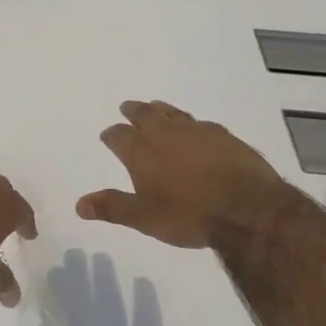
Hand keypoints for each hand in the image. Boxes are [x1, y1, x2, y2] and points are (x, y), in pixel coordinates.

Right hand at [78, 100, 291, 248]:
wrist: (246, 208)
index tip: (108, 136)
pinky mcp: (224, 135)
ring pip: (173, 113)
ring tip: (156, 108)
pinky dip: (190, 124)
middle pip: (144, 113)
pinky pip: (200, 123)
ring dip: (161, 110)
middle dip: (133, 111)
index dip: (111, 135)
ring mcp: (197, 130)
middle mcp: (166, 132)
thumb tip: (80, 205)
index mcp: (141, 150)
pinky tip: (196, 130)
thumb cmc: (188, 214)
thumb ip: (112, 207)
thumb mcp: (144, 217)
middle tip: (127, 108)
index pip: (118, 135)